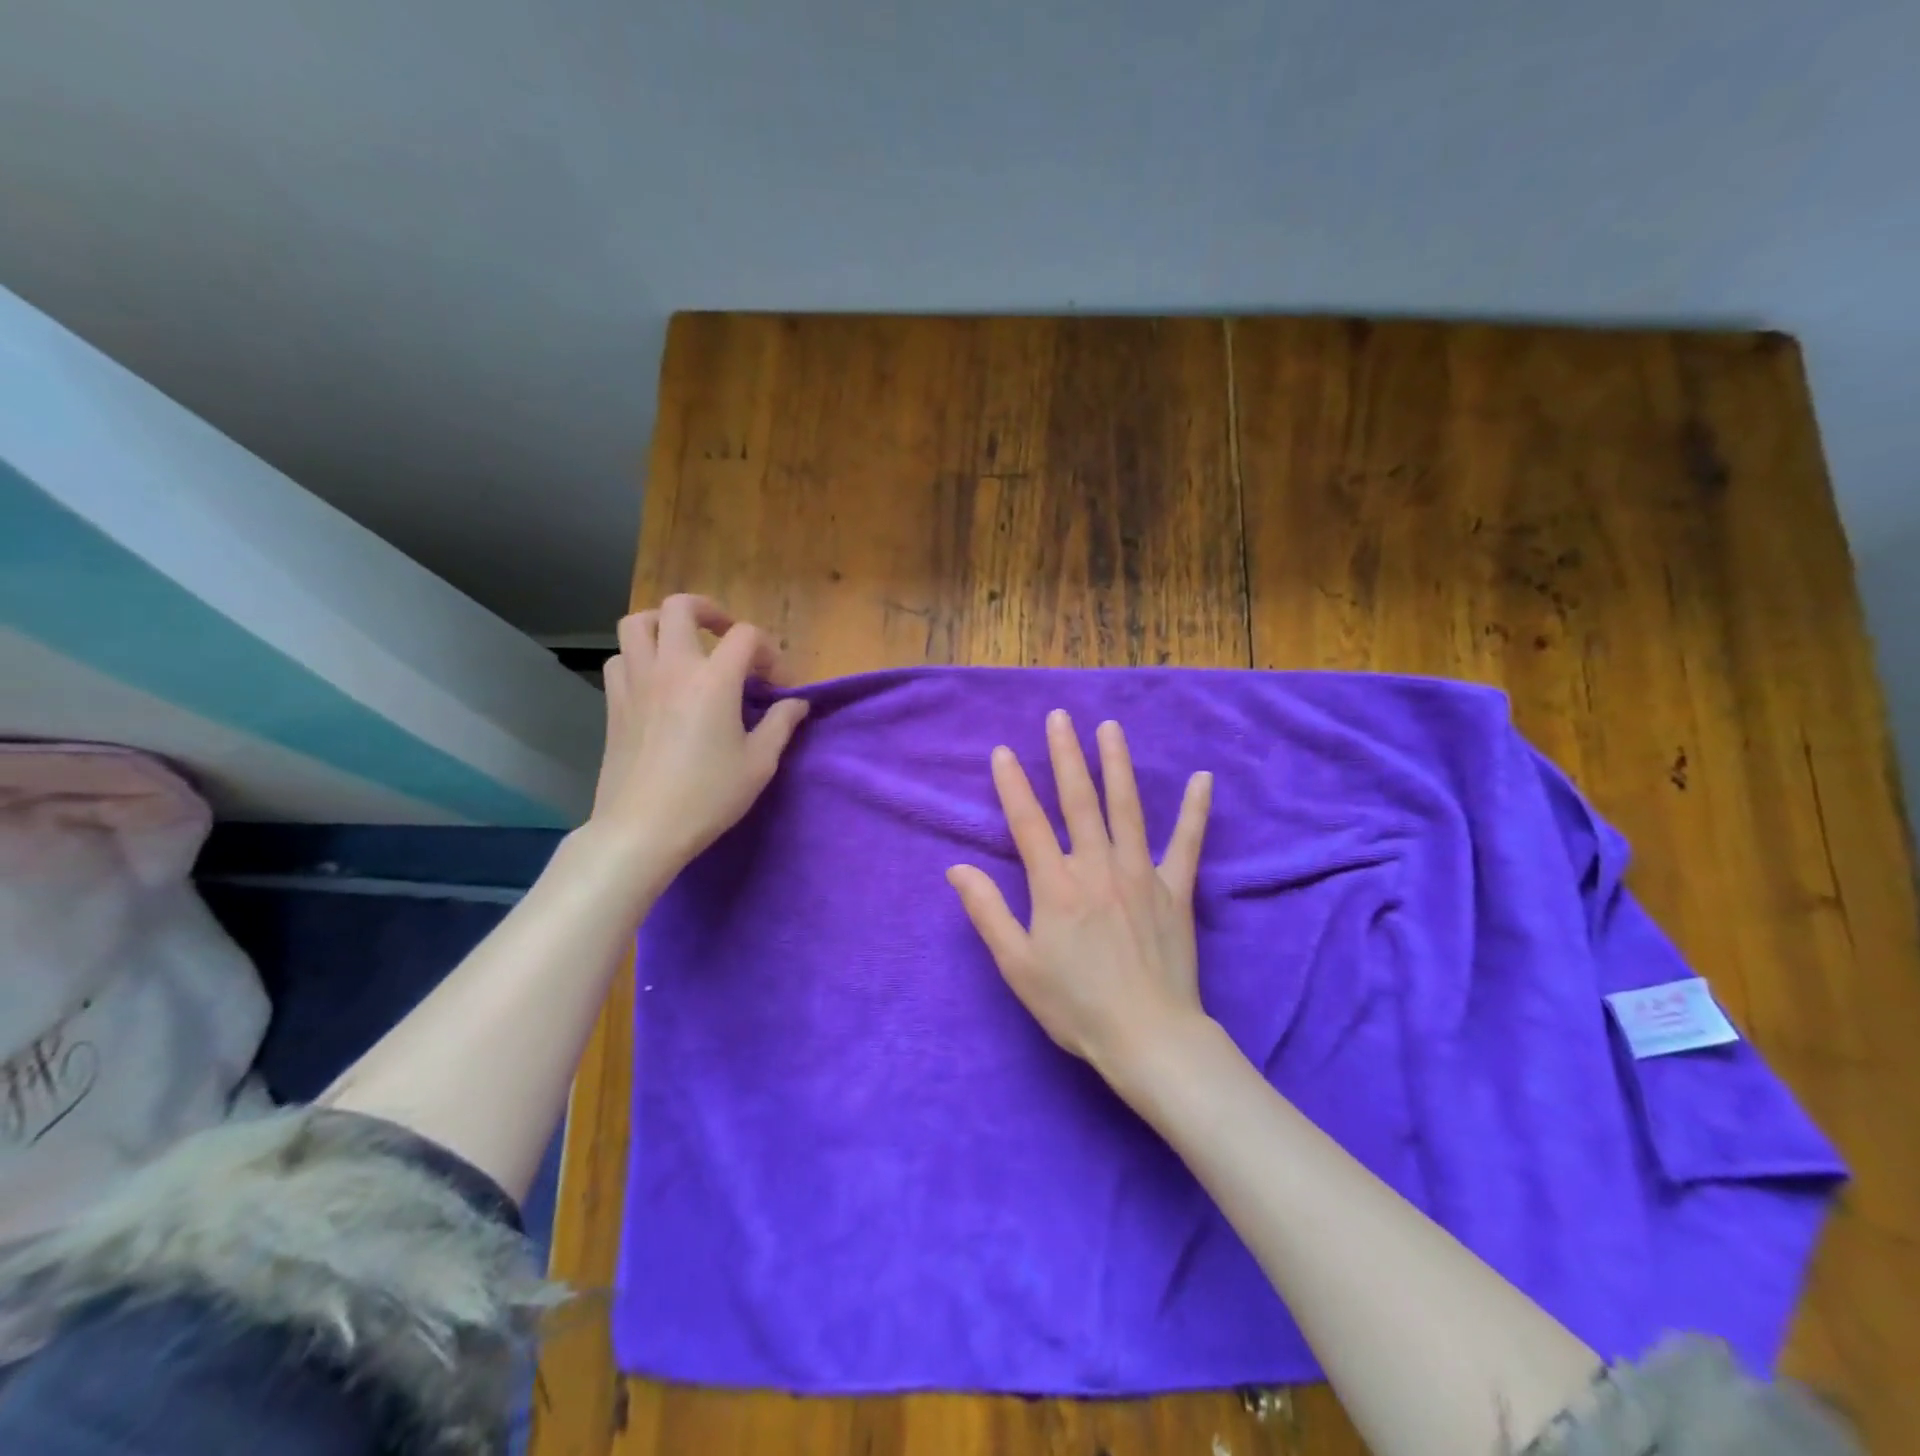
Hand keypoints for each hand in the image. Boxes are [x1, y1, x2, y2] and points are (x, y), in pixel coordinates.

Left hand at [587, 594, 808, 880]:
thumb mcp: (759, 763)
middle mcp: (671, 668)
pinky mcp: (614, 703)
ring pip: (638, 623)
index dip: (768, 652)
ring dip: (665, 624)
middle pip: (681, 607)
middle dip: (709, 611)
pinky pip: (620, 658)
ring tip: (684, 647)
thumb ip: (781, 724)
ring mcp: (636, 682)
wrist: (643, 828)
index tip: (776, 685)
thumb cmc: (708, 796)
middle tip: (725, 636)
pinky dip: (639, 657)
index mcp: (713, 680)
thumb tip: (797, 702)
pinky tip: (655, 681)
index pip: (746, 635)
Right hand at [947, 710, 1212, 1085]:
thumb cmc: (1076, 1005)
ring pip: (1126, 808)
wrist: (1148, 1037)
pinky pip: (1187, 843)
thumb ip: (987, 912)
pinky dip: (1195, 810)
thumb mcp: (1017, 965)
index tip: (1003, 752)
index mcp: (1056, 886)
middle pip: (1078, 801)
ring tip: (1110, 728)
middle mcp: (1097, 867)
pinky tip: (1204, 779)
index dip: (1012, 785)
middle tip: (1059, 718)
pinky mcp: (1175, 890)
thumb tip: (956, 870)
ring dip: (1116, 765)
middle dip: (1065, 756)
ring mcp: (1140, 874)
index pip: (1028, 823)